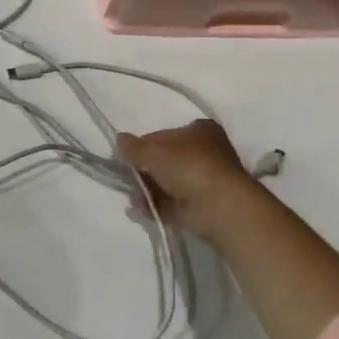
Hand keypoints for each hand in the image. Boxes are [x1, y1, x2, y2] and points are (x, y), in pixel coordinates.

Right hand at [117, 119, 263, 240]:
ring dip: (148, 188)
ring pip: (168, 182)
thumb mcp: (155, 152)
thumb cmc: (190, 167)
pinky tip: (141, 207)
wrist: (219, 207)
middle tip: (128, 176)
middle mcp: (205, 153)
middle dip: (145, 169)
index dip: (144, 145)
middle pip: (166, 160)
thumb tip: (119, 140)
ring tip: (134, 195)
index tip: (128, 156)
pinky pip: (171, 203)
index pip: (164, 135)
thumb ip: (134, 147)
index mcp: (200, 131)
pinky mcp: (200, 206)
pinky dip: (156, 205)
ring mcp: (203, 181)